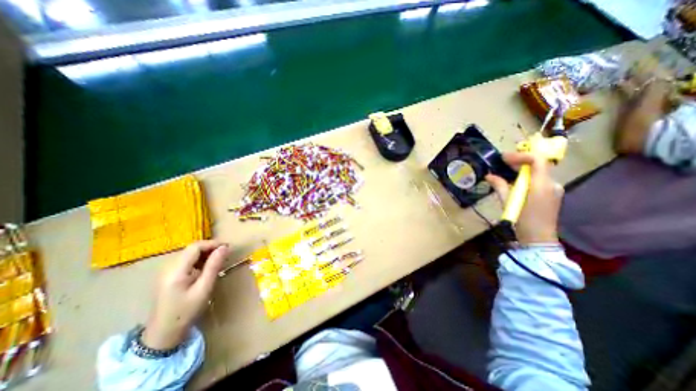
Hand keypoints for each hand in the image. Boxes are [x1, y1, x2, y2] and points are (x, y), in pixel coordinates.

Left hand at [142, 241, 230, 349]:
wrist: (163, 334)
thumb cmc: (186, 312)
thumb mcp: (204, 288)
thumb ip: (213, 266)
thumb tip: (225, 247)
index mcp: (176, 271)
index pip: (195, 247)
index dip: (212, 244)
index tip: (228, 248)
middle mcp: (168, 268)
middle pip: (192, 249)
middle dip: (210, 248)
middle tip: (225, 255)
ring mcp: (166, 272)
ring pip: (189, 254)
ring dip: (205, 254)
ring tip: (219, 261)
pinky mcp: (168, 276)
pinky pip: (186, 261)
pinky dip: (199, 261)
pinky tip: (206, 269)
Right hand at [485, 151, 561, 244]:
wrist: (538, 238)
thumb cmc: (522, 219)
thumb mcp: (507, 201)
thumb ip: (500, 185)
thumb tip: (489, 175)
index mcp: (541, 184)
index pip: (537, 160)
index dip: (520, 155)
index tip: (504, 157)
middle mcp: (551, 183)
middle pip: (538, 164)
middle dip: (520, 160)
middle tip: (502, 161)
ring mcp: (553, 189)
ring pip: (539, 172)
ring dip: (523, 168)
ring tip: (506, 169)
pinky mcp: (551, 195)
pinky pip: (539, 180)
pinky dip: (527, 176)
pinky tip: (515, 181)